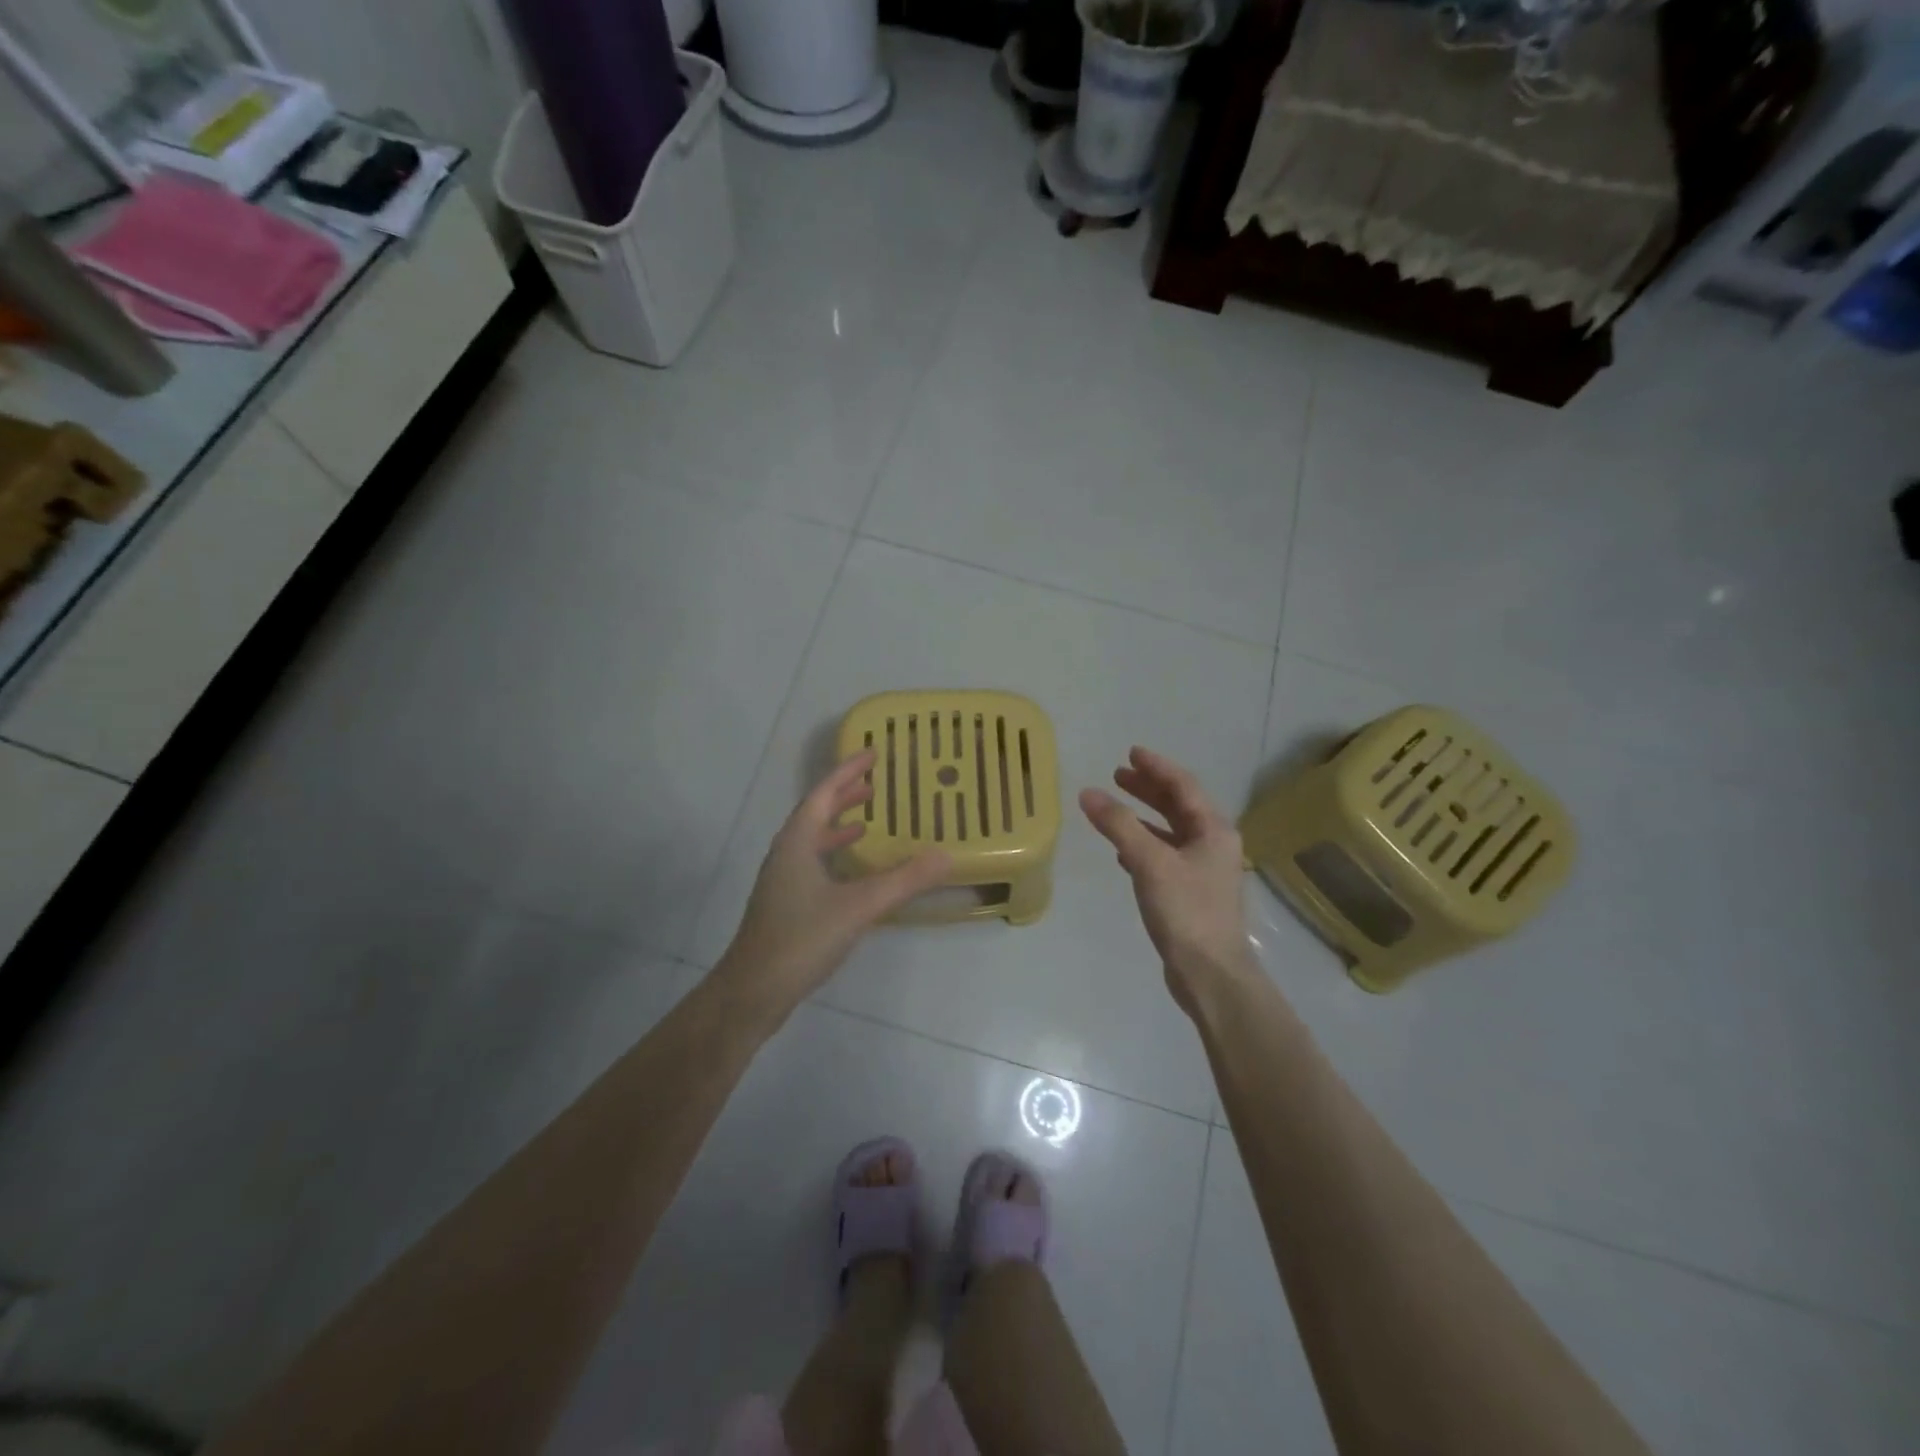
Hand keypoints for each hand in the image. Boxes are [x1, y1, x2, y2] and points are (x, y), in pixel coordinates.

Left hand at [716, 750, 949, 1018]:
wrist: (753, 990)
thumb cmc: (802, 938)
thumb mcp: (860, 907)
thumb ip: (904, 880)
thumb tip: (946, 855)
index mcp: (797, 842)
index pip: (823, 793)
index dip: (848, 771)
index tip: (872, 752)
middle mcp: (786, 853)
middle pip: (815, 812)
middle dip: (843, 795)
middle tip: (874, 784)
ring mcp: (783, 880)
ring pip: (812, 839)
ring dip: (838, 824)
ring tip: (867, 820)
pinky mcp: (785, 903)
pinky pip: (813, 862)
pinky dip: (834, 854)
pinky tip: (852, 873)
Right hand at [1080, 747, 1256, 1016]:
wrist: (1211, 974)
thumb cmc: (1186, 911)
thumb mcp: (1150, 862)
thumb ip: (1119, 825)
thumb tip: (1088, 793)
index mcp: (1213, 830)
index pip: (1183, 785)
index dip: (1156, 767)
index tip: (1131, 753)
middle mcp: (1213, 844)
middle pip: (1179, 806)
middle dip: (1148, 789)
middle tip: (1118, 775)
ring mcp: (1204, 870)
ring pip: (1171, 831)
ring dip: (1144, 816)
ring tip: (1115, 807)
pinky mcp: (1191, 893)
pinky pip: (1165, 856)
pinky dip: (1144, 845)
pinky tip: (1123, 851)